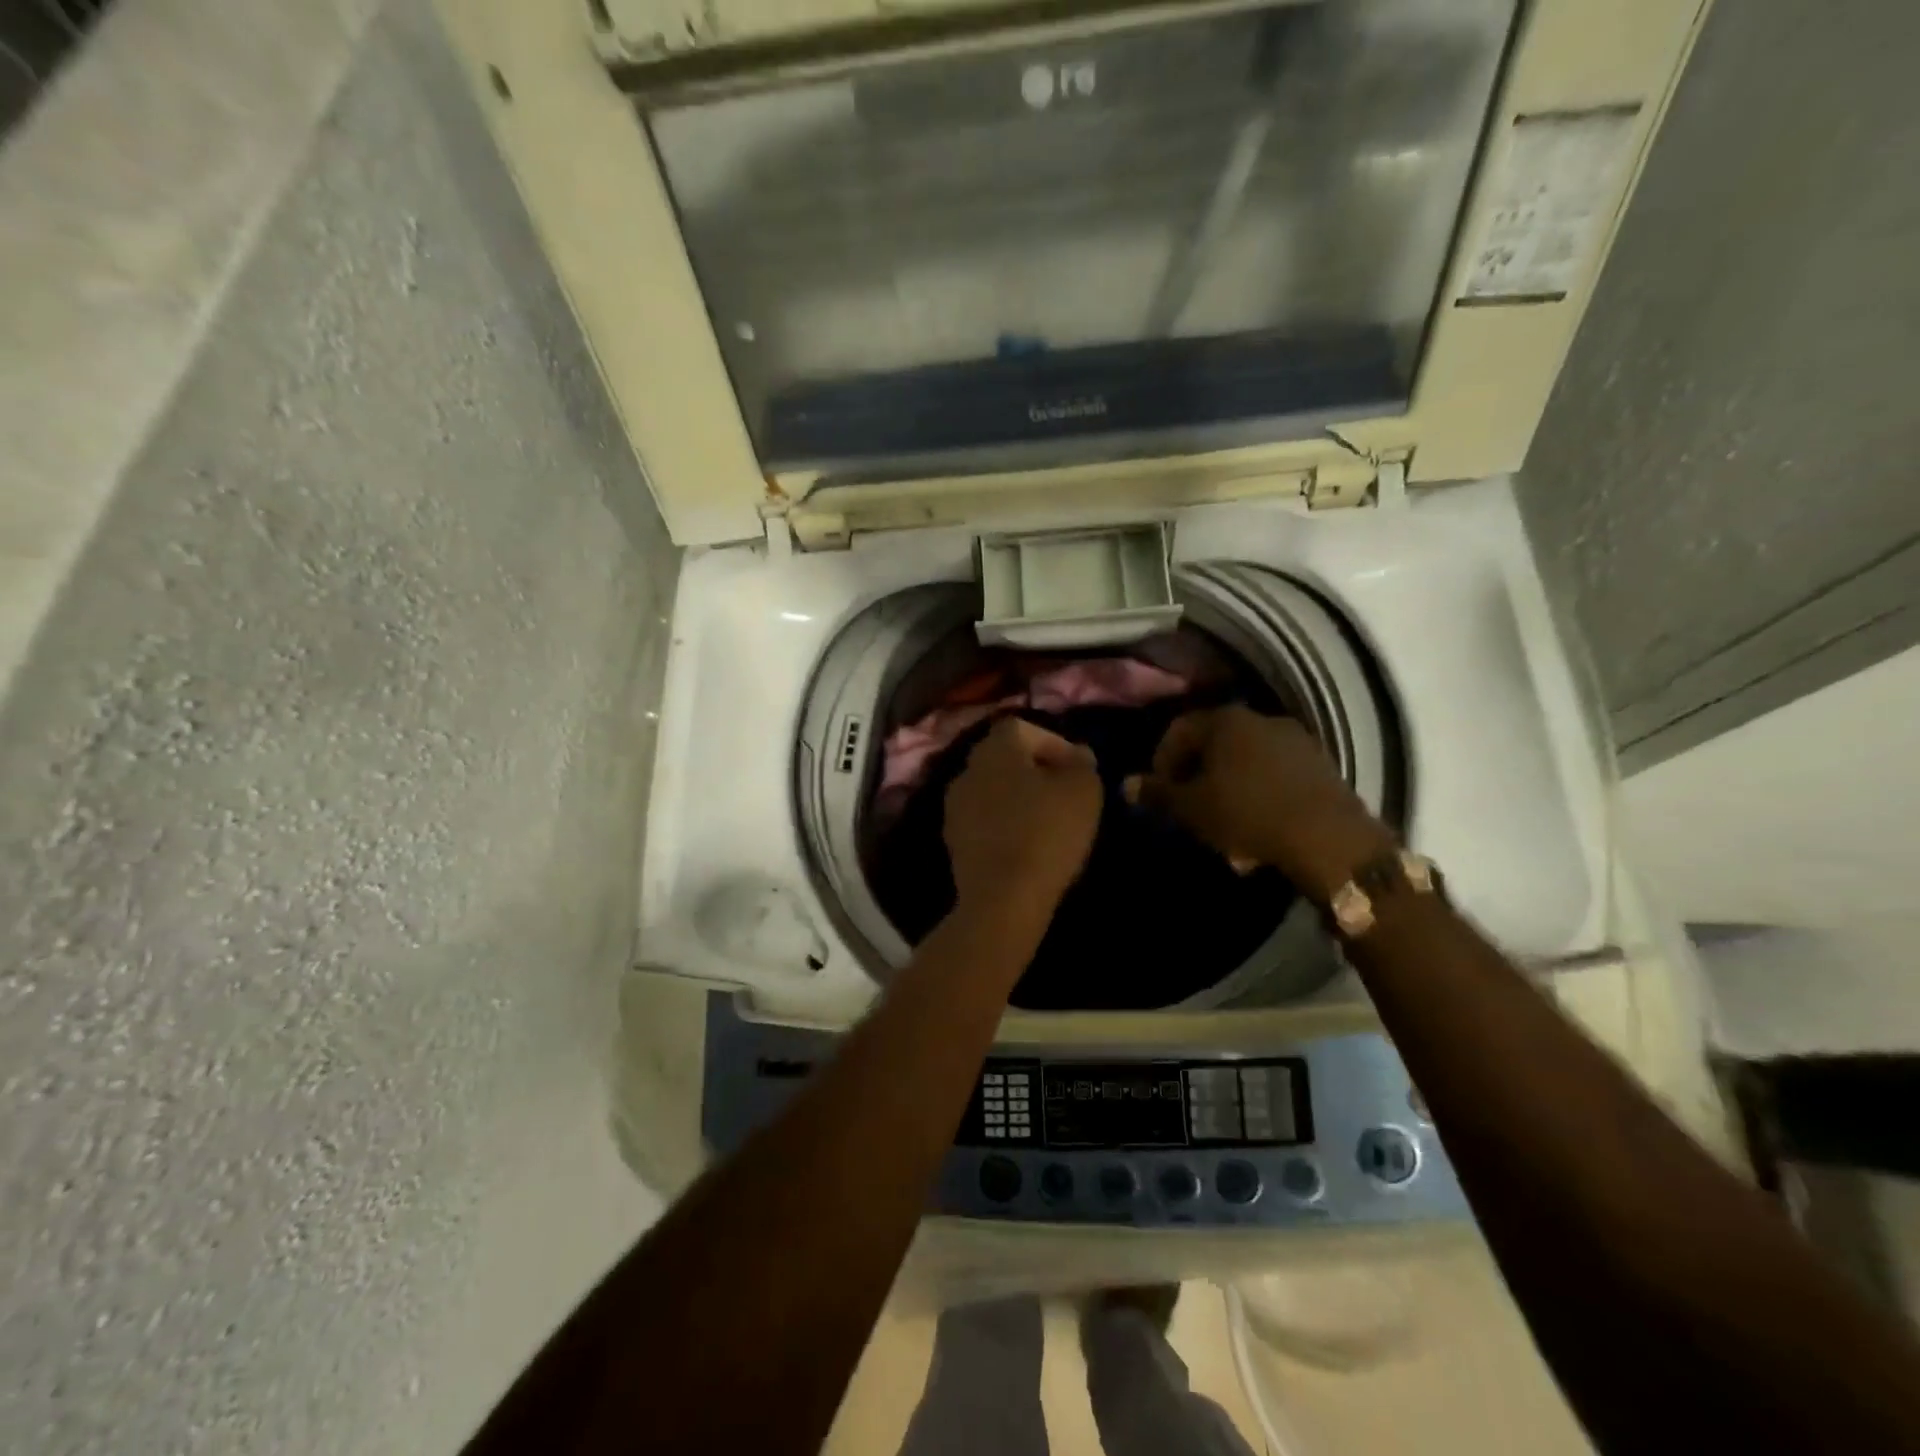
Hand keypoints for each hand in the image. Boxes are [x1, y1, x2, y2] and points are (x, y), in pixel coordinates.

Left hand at [944, 718, 1101, 923]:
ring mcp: (954, 806)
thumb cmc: (1047, 832)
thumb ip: (1082, 764)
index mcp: (995, 748)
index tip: (1076, 768)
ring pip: (992, 790)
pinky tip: (1025, 845)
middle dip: (1034, 770)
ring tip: (1047, 821)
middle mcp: (967, 769)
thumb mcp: (1083, 790)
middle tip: (1063, 792)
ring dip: (1016, 798)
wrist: (1002, 897)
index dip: (1052, 742)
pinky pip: (983, 821)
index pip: (1022, 727)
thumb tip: (1077, 754)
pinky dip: (1003, 825)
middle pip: (1004, 758)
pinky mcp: (952, 841)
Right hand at [1124, 706, 1393, 899]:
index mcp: (1225, 721)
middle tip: (1190, 806)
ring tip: (1224, 820)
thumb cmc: (1247, 814)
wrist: (1328, 837)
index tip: (1161, 792)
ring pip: (1246, 758)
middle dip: (1197, 773)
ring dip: (1229, 783)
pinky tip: (1259, 823)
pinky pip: (1275, 772)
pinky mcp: (1320, 764)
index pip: (1179, 729)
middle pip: (1214, 742)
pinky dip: (1259, 791)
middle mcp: (1261, 719)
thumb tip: (1125, 784)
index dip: (1162, 759)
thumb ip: (1157, 793)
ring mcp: (1296, 740)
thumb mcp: (1192, 808)